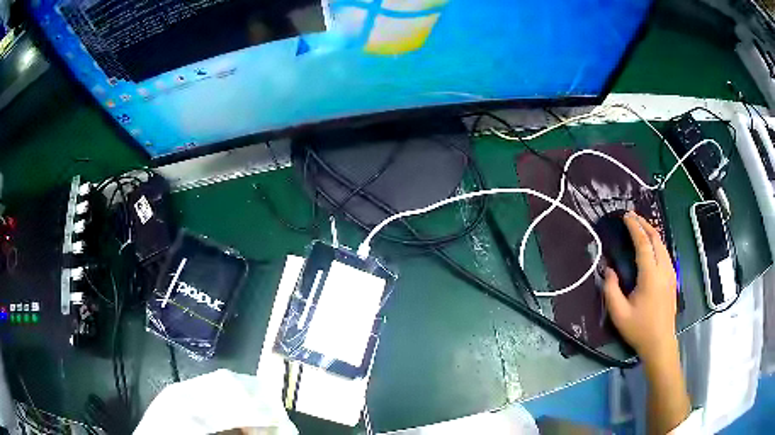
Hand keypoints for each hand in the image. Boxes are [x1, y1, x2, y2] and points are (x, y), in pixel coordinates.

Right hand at [603, 211, 677, 363]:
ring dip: (652, 232)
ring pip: (663, 245)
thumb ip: (611, 290)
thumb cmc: (639, 329)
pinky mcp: (672, 279)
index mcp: (650, 276)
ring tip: (640, 226)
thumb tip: (609, 270)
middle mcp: (663, 270)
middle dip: (644, 224)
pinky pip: (665, 253)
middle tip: (632, 216)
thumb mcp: (619, 314)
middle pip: (656, 239)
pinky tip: (651, 245)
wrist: (660, 343)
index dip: (635, 228)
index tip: (626, 216)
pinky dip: (657, 242)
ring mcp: (670, 273)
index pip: (644, 244)